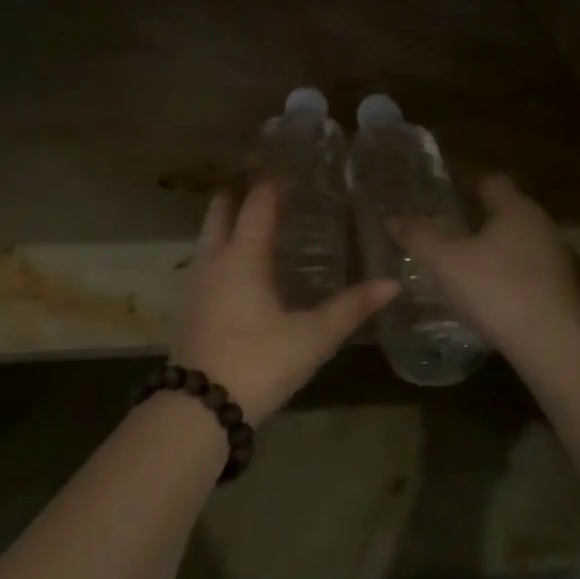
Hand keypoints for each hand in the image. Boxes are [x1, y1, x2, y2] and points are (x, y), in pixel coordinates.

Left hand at [173, 183, 398, 422]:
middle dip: (238, 194)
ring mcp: (194, 283)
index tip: (288, 170)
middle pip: (220, 212)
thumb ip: (351, 308)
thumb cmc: (259, 362)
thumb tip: (392, 284)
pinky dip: (218, 251)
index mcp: (243, 256)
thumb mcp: (312, 337)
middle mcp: (213, 260)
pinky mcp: (187, 307)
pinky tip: (235, 270)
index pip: (257, 204)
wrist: (200, 408)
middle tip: (264, 188)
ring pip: (206, 237)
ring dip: (224, 223)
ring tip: (251, 223)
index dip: (271, 184)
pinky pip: (202, 263)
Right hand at [394, 174, 579, 356]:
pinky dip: (507, 273)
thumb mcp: (445, 262)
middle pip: (506, 211)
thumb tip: (392, 218)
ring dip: (493, 247)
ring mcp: (556, 258)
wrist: (551, 344)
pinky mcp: (562, 289)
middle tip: (446, 229)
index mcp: (516, 208)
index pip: (491, 181)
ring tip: (462, 262)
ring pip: (518, 241)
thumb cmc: (495, 289)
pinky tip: (488, 291)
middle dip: (478, 217)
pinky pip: (528, 269)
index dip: (466, 184)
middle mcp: (541, 225)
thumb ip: (418, 236)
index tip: (444, 194)